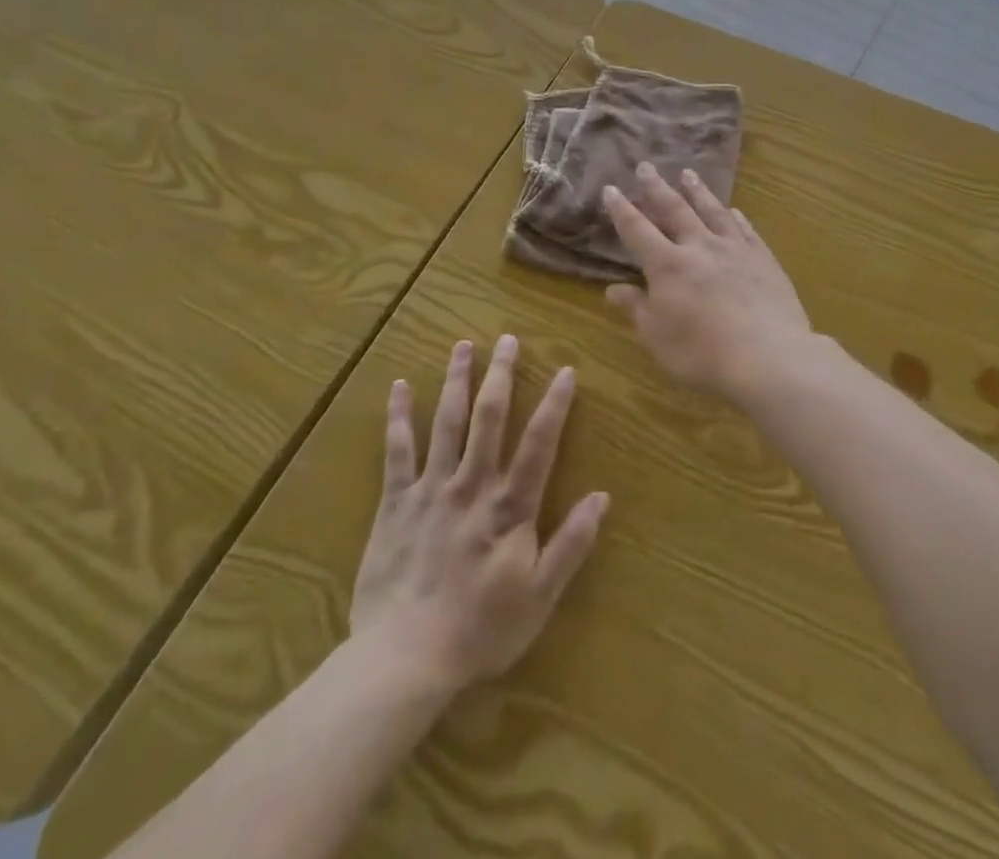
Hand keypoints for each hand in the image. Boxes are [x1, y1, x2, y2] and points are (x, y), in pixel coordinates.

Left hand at [349, 335, 606, 697]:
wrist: (403, 660)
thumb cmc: (480, 630)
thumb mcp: (540, 596)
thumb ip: (571, 543)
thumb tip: (602, 496)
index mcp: (509, 506)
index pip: (539, 443)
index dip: (554, 405)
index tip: (565, 370)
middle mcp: (471, 485)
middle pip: (489, 418)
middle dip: (500, 375)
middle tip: (507, 338)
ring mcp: (431, 489)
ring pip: (446, 422)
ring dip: (456, 380)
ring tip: (463, 345)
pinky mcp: (396, 503)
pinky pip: (398, 452)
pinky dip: (399, 417)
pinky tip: (401, 386)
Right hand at [602, 164, 813, 395]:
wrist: (768, 356)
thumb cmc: (703, 353)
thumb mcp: (657, 337)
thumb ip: (636, 309)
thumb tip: (612, 289)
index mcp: (668, 265)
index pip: (637, 230)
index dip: (622, 210)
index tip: (611, 189)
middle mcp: (699, 246)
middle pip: (675, 209)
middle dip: (657, 188)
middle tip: (647, 166)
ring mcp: (735, 249)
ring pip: (712, 211)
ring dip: (698, 191)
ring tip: (688, 174)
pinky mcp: (763, 258)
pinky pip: (745, 229)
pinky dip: (735, 217)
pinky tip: (733, 210)